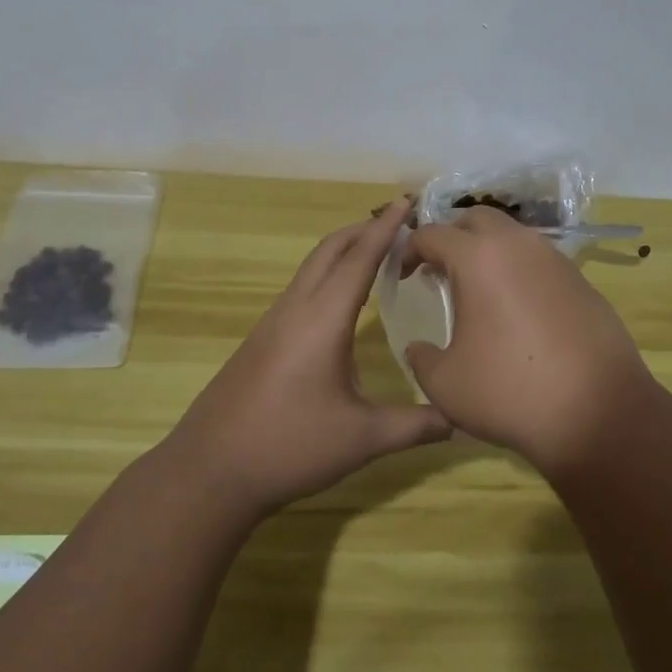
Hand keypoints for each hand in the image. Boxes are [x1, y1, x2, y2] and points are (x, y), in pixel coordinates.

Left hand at [167, 198, 452, 517]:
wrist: (210, 470)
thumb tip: (461, 418)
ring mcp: (274, 321)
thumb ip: (415, 425)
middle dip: (365, 228)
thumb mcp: (362, 439)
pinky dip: (329, 273)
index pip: (360, 257)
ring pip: (313, 266)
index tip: (407, 201)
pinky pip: (302, 287)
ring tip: (378, 252)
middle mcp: (297, 307)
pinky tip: (343, 299)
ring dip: (345, 249)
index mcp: (323, 318)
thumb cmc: (290, 446)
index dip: (386, 228)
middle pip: (331, 249)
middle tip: (401, 223)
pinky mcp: (263, 338)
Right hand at [401, 208, 657, 477]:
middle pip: (476, 218)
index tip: (404, 275)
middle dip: (452, 236)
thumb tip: (419, 348)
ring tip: (478, 290)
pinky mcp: (581, 280)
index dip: (410, 250)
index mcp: (478, 258)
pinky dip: (519, 271)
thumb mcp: (445, 384)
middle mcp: (517, 245)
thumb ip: (421, 357)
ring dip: (488, 251)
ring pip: (512, 236)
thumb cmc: (510, 392)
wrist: (599, 413)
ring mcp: (555, 259)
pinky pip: (539, 260)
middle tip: (440, 270)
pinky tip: (518, 310)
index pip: (432, 233)